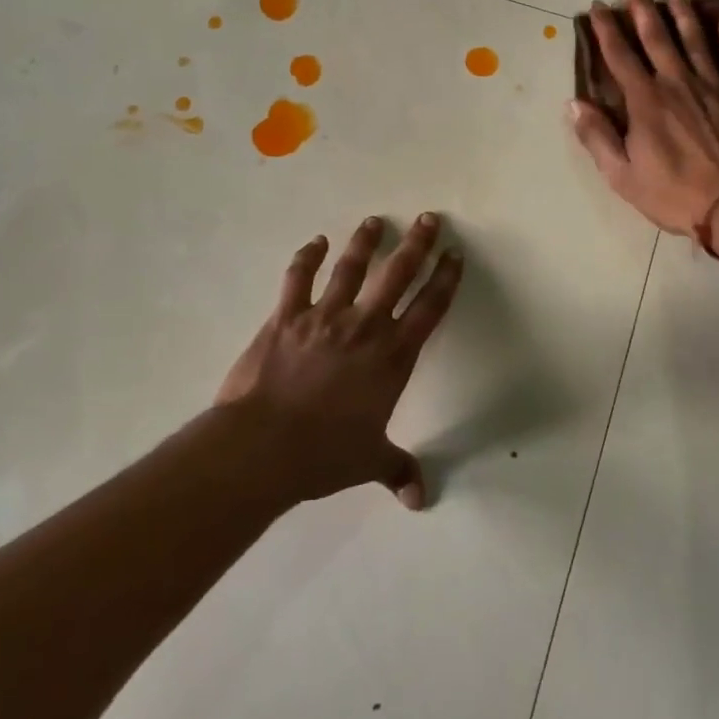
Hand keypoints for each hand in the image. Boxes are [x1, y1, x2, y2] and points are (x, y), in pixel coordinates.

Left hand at [215, 214, 461, 510]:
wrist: (263, 447)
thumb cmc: (324, 454)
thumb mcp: (368, 462)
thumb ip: (397, 470)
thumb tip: (419, 500)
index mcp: (393, 357)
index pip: (429, 308)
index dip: (445, 279)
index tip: (454, 254)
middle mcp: (365, 327)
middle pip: (398, 274)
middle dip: (416, 244)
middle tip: (428, 218)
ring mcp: (325, 317)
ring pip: (352, 267)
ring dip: (365, 241)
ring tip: (375, 221)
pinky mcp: (287, 316)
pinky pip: (299, 278)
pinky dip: (307, 257)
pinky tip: (316, 242)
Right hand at [570, 0, 718, 235]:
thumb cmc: (673, 194)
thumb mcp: (621, 174)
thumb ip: (597, 136)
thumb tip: (574, 103)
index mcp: (646, 101)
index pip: (620, 56)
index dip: (607, 29)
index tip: (598, 6)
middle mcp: (677, 83)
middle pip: (656, 37)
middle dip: (642, 7)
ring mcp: (714, 87)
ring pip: (696, 40)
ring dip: (682, 12)